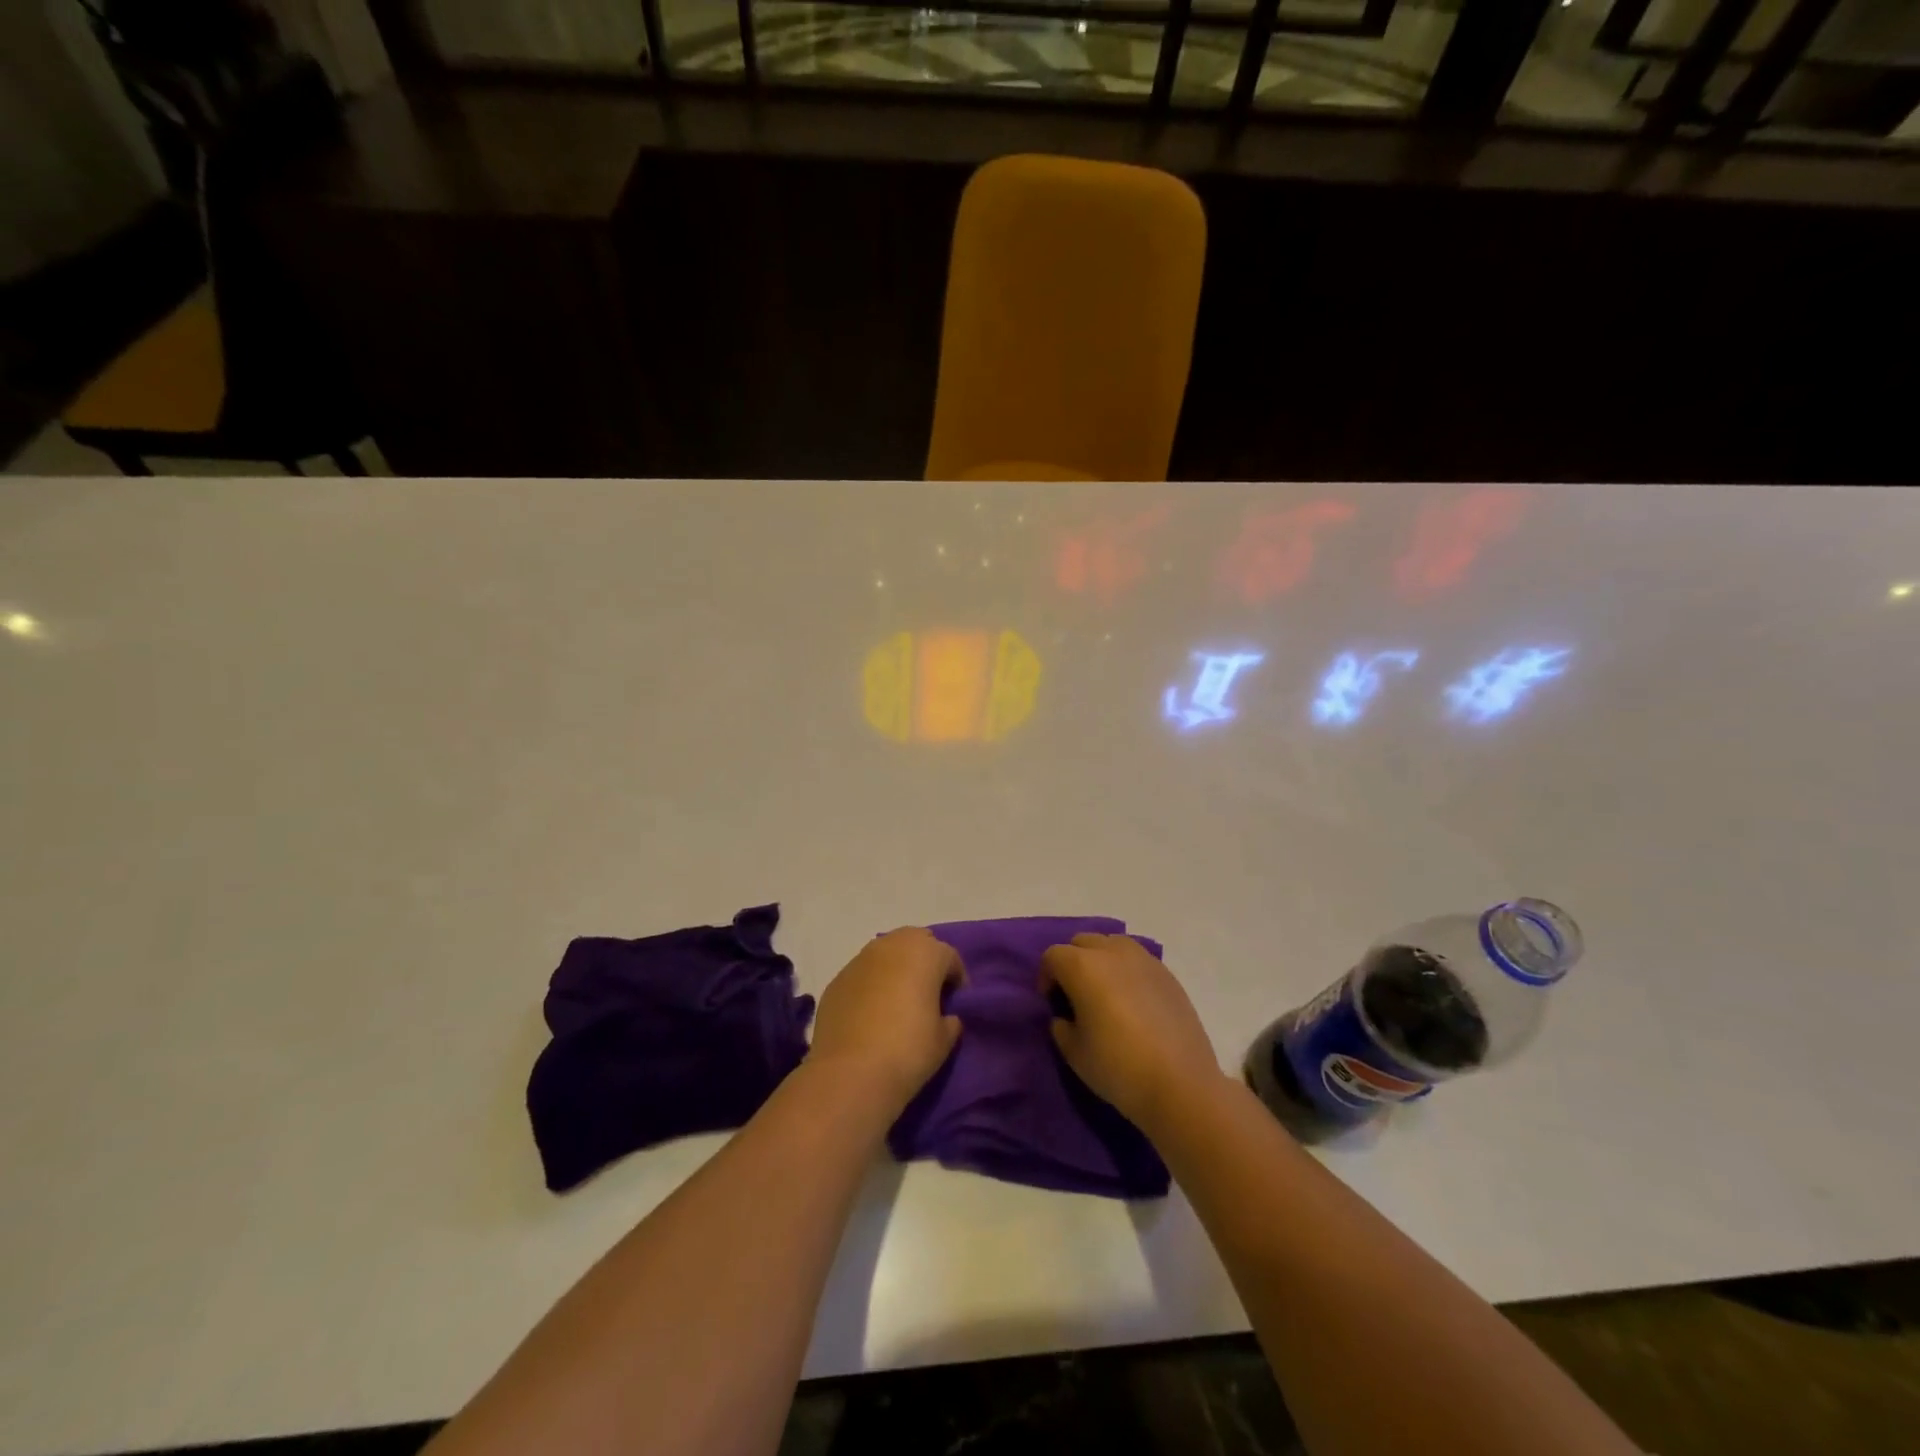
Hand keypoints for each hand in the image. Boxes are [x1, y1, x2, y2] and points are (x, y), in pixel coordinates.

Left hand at [808, 928, 964, 1110]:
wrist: (849, 1073)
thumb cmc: (907, 1051)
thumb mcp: (944, 1040)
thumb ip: (950, 1020)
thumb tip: (945, 1017)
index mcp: (925, 953)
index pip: (950, 956)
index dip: (957, 979)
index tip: (956, 1003)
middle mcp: (892, 946)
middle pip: (916, 942)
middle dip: (926, 962)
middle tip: (929, 993)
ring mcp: (860, 960)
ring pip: (887, 953)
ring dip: (897, 969)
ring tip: (899, 1000)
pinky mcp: (837, 979)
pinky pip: (864, 973)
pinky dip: (872, 984)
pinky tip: (872, 1013)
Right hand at [1040, 933, 1219, 1130]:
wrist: (1181, 1085)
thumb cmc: (1118, 1068)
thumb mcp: (1074, 1053)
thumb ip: (1061, 1026)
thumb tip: (1065, 1016)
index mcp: (1083, 967)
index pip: (1053, 956)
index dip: (1047, 977)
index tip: (1053, 1004)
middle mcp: (1112, 952)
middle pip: (1082, 942)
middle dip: (1072, 962)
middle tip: (1075, 996)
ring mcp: (1144, 960)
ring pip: (1112, 943)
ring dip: (1101, 959)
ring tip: (1105, 993)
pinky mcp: (1167, 974)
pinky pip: (1137, 958)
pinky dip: (1126, 970)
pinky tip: (1133, 1001)